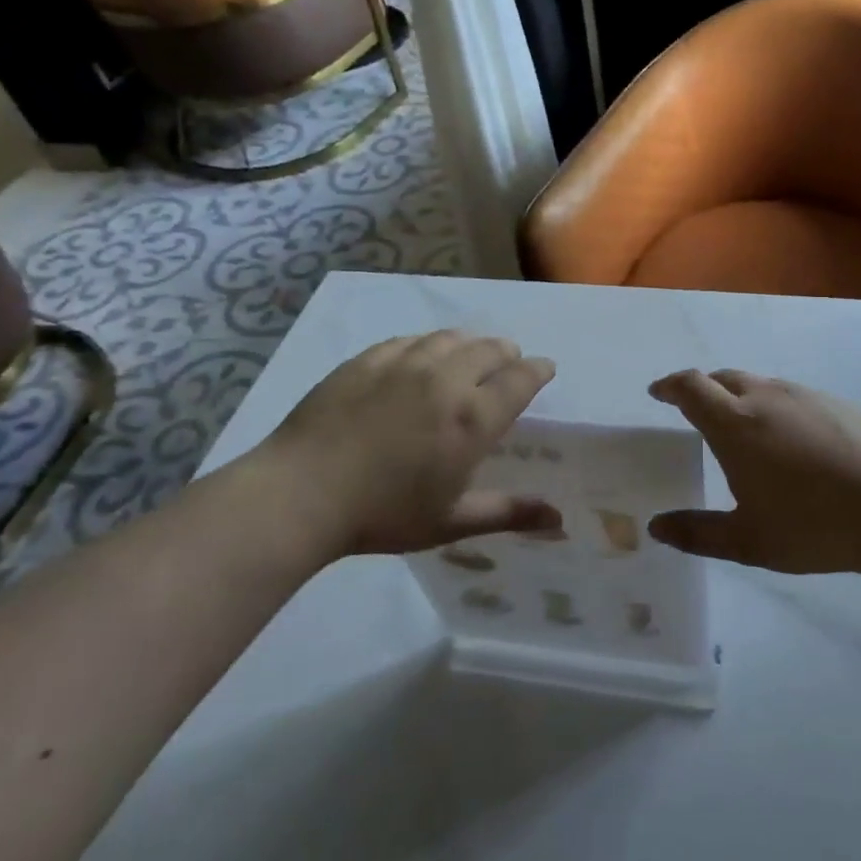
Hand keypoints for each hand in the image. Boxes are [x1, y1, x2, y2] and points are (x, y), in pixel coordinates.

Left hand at [248, 331, 560, 559]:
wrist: (300, 495)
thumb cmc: (383, 515)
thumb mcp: (452, 521)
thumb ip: (508, 513)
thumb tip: (560, 519)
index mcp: (472, 418)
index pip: (520, 380)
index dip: (538, 371)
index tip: (546, 368)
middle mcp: (445, 380)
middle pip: (489, 350)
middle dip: (507, 353)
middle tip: (510, 362)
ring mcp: (403, 364)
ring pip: (450, 339)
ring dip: (471, 343)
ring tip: (472, 352)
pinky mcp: (366, 361)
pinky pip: (409, 340)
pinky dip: (428, 344)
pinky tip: (422, 354)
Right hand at [646, 369, 860, 578]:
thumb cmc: (813, 526)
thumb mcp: (747, 541)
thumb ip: (697, 533)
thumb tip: (656, 527)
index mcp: (735, 424)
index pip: (691, 387)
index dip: (670, 386)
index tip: (658, 392)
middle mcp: (767, 398)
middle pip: (724, 378)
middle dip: (703, 389)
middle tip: (696, 412)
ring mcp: (807, 396)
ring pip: (762, 385)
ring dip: (742, 397)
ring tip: (745, 430)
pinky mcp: (839, 403)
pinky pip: (794, 396)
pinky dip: (777, 408)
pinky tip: (794, 443)